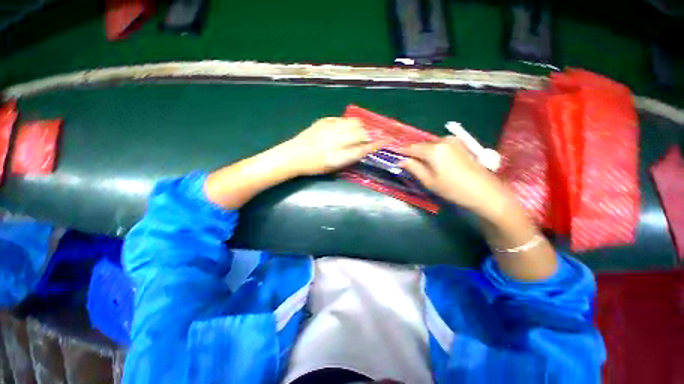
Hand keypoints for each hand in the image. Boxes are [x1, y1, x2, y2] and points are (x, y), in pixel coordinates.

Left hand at [286, 117, 381, 175]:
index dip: (375, 145)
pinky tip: (344, 128)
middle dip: (368, 135)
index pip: (363, 147)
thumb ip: (349, 158)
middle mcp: (337, 138)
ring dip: (359, 128)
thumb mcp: (333, 167)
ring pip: (354, 123)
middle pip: (361, 132)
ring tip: (357, 133)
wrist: (293, 155)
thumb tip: (363, 150)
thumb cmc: (313, 166)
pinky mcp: (325, 120)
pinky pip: (342, 119)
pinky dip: (348, 123)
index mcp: (339, 154)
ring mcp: (331, 127)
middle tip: (368, 140)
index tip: (384, 143)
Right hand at [398, 136, 506, 217]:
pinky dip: (434, 153)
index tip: (395, 160)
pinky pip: (440, 146)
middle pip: (421, 146)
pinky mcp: (461, 144)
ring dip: (424, 154)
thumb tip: (400, 161)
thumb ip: (413, 167)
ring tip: (424, 167)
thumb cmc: (453, 189)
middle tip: (409, 166)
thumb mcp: (428, 181)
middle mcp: (443, 140)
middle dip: (413, 154)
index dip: (401, 154)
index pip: (410, 148)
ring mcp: (454, 141)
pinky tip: (437, 164)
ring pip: (430, 146)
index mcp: (433, 149)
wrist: (485, 192)